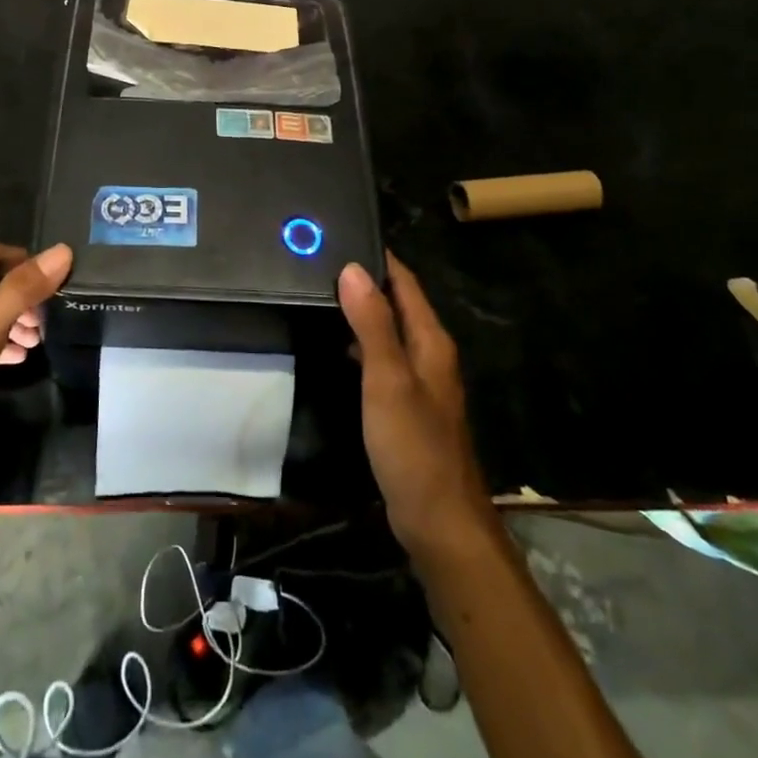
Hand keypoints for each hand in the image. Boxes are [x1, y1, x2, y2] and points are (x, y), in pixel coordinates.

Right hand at [339, 254, 494, 559]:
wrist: (440, 523)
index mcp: (431, 341)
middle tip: (318, 263)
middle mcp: (430, 354)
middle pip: (398, 304)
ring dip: (362, 312)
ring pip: (390, 332)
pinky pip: (383, 360)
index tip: (339, 235)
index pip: (405, 282)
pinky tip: (336, 348)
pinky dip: (361, 344)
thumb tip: (353, 268)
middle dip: (365, 281)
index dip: (377, 258)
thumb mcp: (388, 380)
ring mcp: (421, 382)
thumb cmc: (414, 446)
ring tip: (320, 296)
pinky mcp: (409, 407)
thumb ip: (372, 323)